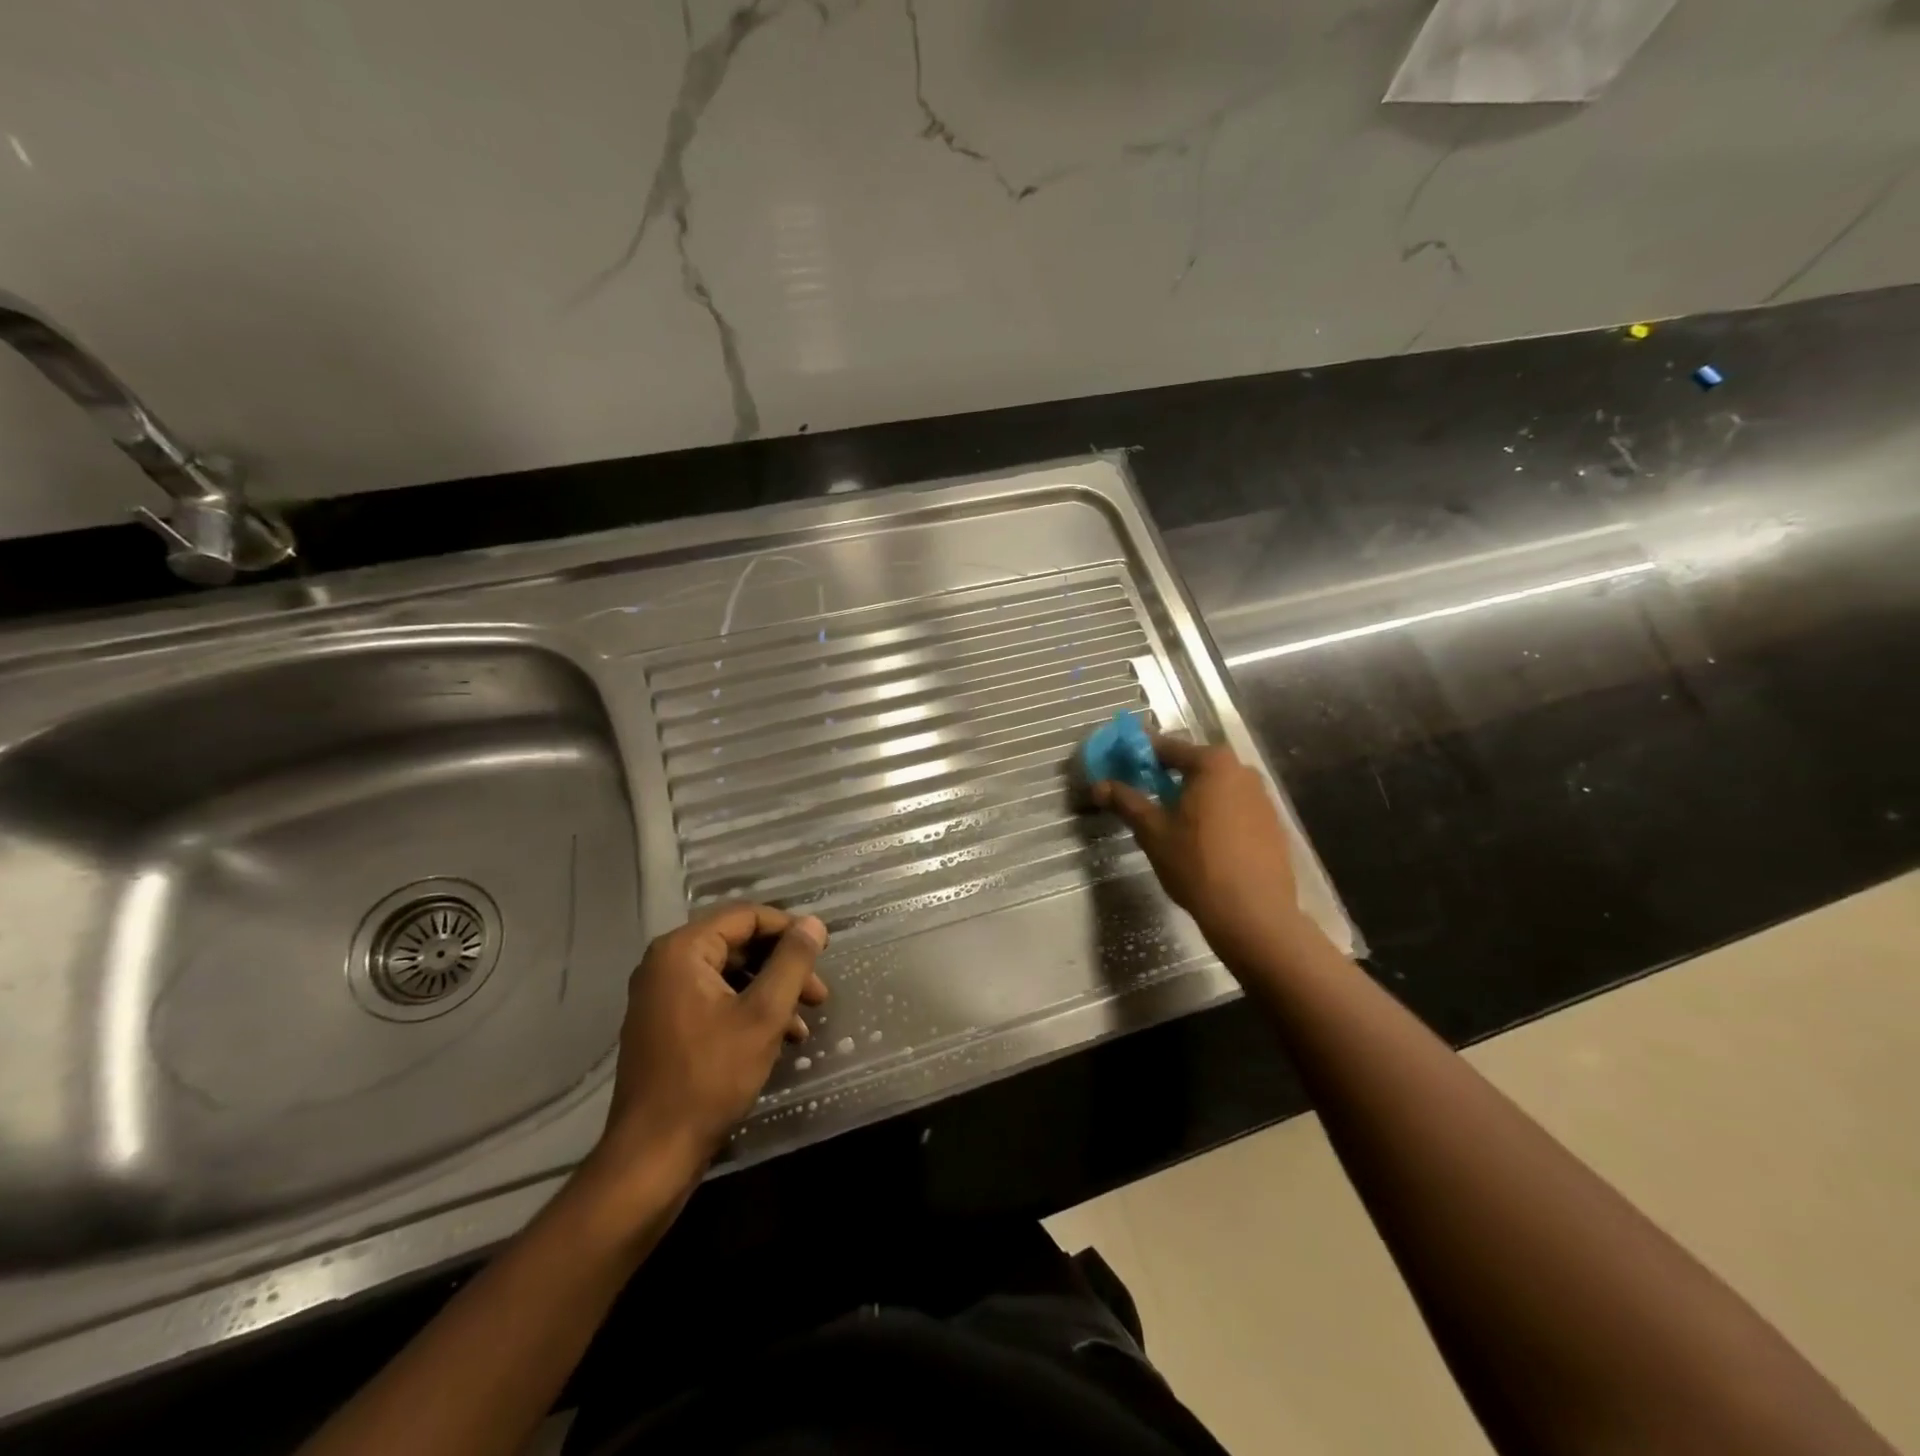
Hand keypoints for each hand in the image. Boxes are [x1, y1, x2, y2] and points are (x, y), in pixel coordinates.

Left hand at [585, 904, 827, 1199]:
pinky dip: (749, 1011)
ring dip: (771, 992)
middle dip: (783, 967)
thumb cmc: (710, 1077)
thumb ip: (792, 962)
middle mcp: (665, 964)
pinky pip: (715, 1000)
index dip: (789, 929)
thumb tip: (814, 924)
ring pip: (730, 975)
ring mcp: (662, 996)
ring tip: (804, 1023)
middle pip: (738, 945)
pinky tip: (779, 1039)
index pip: (745, 917)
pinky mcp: (665, 1025)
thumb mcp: (764, 1015)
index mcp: (682, 951)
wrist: (653, 1154)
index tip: (823, 952)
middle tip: (818, 994)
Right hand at [1092, 735, 1304, 964]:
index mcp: (1213, 763)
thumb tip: (1098, 785)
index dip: (1139, 755)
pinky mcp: (1272, 824)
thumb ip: (1126, 801)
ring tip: (1169, 819)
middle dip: (1166, 776)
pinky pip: (1234, 808)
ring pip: (1216, 788)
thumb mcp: (1153, 831)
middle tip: (1141, 793)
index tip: (1119, 764)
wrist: (1253, 914)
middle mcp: (1242, 771)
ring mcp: (1262, 798)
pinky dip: (1214, 814)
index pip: (1167, 748)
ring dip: (1191, 796)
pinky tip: (1200, 839)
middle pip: (1194, 765)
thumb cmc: (1197, 864)